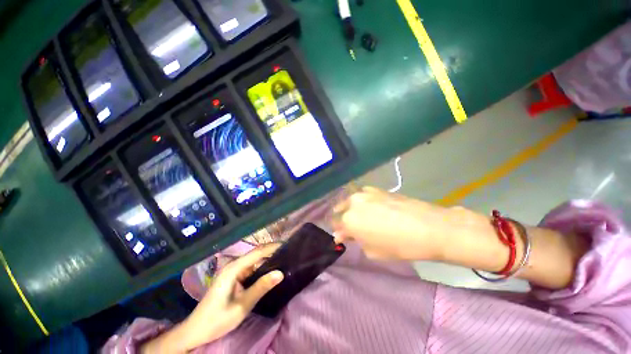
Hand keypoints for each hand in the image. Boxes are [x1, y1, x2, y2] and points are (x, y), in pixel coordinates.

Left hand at [141, 244, 283, 352]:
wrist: (196, 331)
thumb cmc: (217, 319)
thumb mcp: (242, 306)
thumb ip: (261, 287)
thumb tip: (281, 273)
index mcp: (233, 268)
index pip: (258, 252)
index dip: (273, 247)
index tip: (288, 245)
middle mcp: (233, 265)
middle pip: (256, 253)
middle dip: (272, 251)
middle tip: (288, 253)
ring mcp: (232, 271)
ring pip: (254, 260)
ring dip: (268, 259)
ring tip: (283, 260)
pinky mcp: (233, 277)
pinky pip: (250, 268)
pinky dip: (261, 267)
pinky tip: (270, 271)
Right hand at [332, 187, 488, 261]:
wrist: (428, 227)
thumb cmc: (399, 245)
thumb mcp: (372, 251)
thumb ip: (355, 241)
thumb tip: (343, 235)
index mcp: (348, 220)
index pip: (335, 225)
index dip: (339, 232)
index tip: (344, 238)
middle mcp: (352, 203)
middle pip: (339, 210)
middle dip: (343, 219)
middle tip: (353, 227)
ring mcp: (363, 193)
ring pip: (350, 201)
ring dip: (352, 209)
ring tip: (363, 217)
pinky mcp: (375, 188)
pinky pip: (362, 195)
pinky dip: (363, 202)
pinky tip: (373, 208)